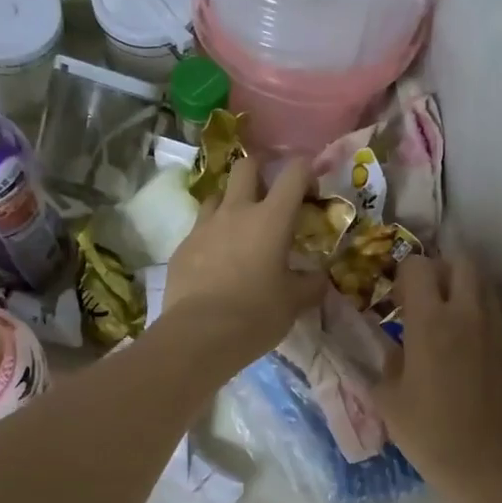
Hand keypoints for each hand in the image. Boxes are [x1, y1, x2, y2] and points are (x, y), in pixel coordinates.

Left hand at [164, 155, 326, 370]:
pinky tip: (217, 262)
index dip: (306, 170)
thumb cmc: (256, 315)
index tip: (310, 188)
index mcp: (271, 219)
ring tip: (240, 227)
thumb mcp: (295, 302)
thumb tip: (319, 277)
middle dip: (261, 170)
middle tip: (270, 190)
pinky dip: (212, 236)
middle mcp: (236, 212)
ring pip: (217, 195)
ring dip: (232, 202)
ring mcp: (203, 227)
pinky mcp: (182, 247)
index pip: (293, 172)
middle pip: (246, 167)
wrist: (199, 335)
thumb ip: (311, 284)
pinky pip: (199, 230)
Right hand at [375, 254, 501, 490]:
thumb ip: (388, 362)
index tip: (399, 297)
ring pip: (486, 285)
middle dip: (442, 269)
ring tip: (453, 318)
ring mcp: (499, 329)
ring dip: (467, 290)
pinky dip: (485, 317)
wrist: (485, 464)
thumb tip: (396, 348)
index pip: (418, 267)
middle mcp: (468, 314)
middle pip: (462, 262)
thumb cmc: (427, 432)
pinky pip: (501, 316)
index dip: (405, 274)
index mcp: (430, 321)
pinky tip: (473, 347)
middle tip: (429, 297)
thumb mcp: (388, 398)